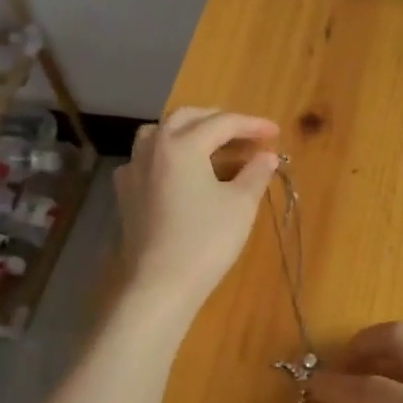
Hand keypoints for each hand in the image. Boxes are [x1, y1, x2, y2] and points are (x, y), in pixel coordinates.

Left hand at [115, 107, 279, 313]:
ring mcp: (134, 169)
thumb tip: (267, 157)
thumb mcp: (240, 205)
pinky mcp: (126, 193)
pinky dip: (168, 155)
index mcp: (183, 145)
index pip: (223, 123)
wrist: (160, 284)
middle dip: (218, 120)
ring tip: (211, 146)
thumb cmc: (206, 241)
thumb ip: (255, 174)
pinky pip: (147, 159)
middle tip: (245, 134)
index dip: (252, 125)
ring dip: (188, 131)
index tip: (275, 133)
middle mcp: (154, 147)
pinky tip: (180, 172)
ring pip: (160, 133)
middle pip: (187, 118)